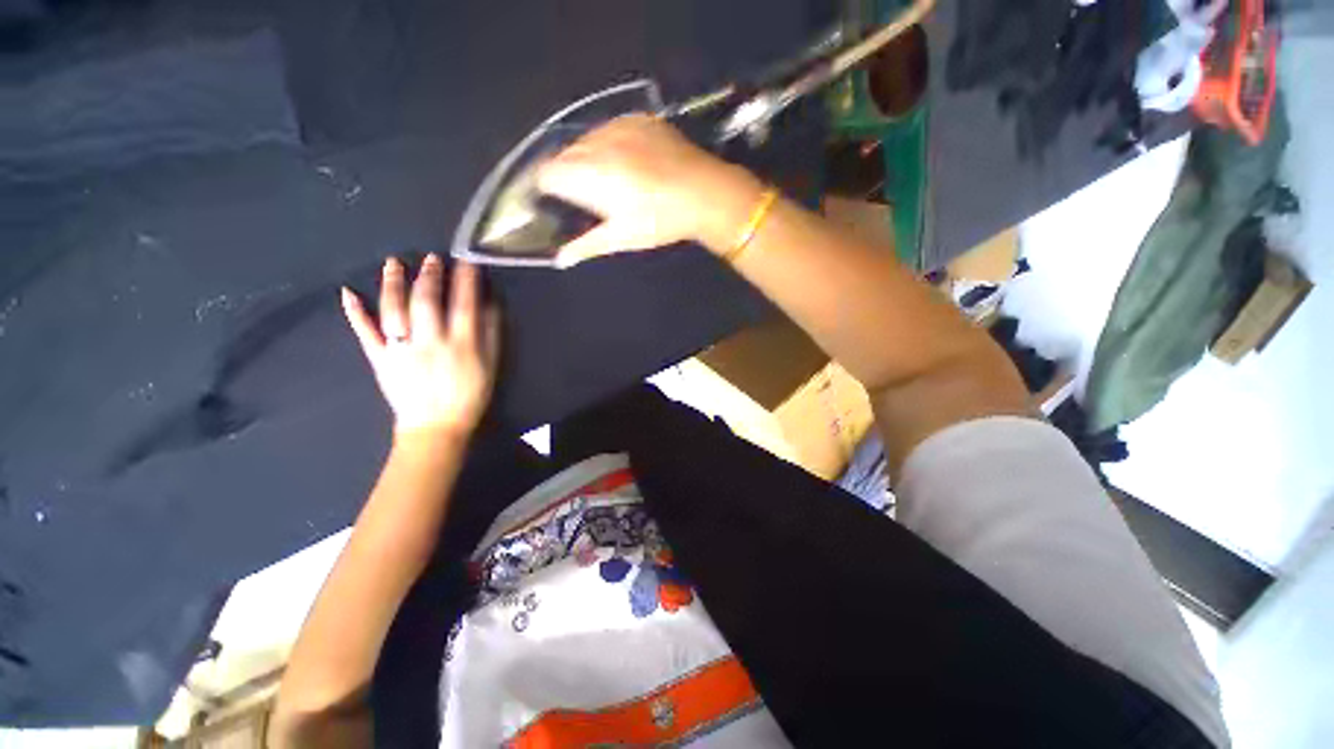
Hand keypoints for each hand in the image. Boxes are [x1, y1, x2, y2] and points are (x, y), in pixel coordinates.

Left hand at [341, 255, 499, 440]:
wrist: (437, 427)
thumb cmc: (470, 395)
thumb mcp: (491, 366)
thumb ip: (491, 334)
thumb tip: (490, 304)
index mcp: (462, 344)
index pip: (464, 304)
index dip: (466, 280)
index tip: (467, 260)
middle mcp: (431, 341)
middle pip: (426, 301)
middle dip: (429, 276)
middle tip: (431, 257)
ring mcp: (402, 349)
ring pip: (394, 310)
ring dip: (393, 284)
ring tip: (394, 263)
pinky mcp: (380, 359)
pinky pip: (365, 334)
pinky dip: (355, 313)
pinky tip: (348, 293)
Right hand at [537, 114, 764, 266]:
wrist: (705, 193)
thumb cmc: (661, 221)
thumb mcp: (623, 237)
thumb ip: (586, 245)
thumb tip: (560, 259)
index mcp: (590, 174)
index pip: (545, 173)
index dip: (545, 189)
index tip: (556, 204)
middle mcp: (597, 142)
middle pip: (563, 155)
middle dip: (567, 175)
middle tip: (587, 198)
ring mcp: (618, 125)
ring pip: (585, 140)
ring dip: (587, 158)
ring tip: (610, 180)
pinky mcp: (637, 119)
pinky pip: (609, 129)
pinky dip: (608, 145)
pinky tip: (628, 162)